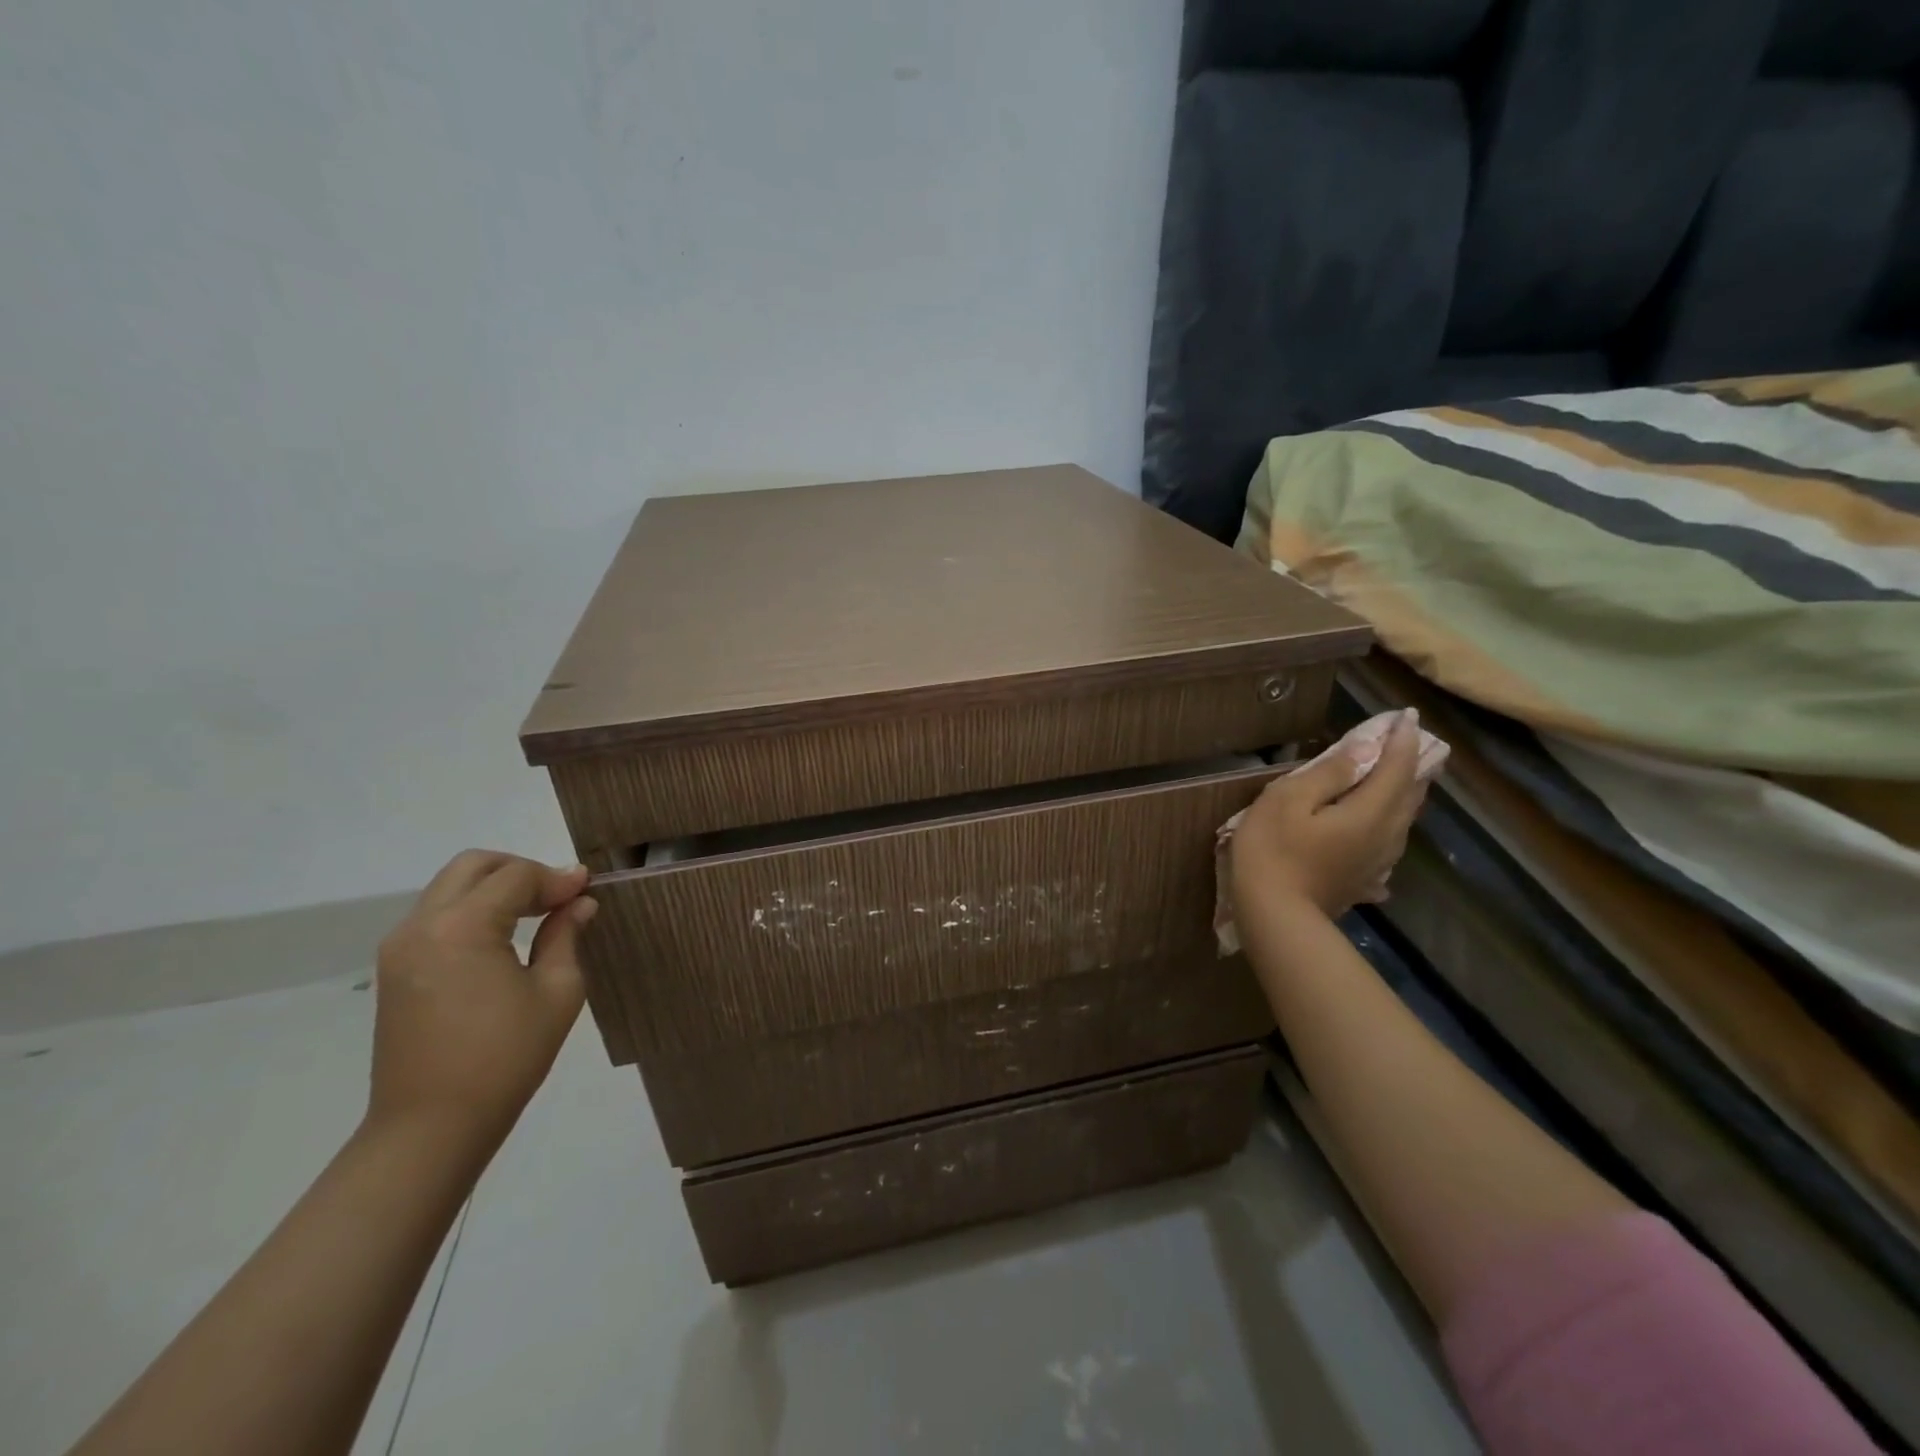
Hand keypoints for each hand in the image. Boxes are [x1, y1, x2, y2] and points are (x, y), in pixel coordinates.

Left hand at [368, 851, 596, 1150]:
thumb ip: (565, 936)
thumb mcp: (557, 992)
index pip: (515, 877)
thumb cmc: (505, 1059)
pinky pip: (437, 915)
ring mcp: (401, 947)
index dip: (557, 878)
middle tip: (558, 896)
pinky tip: (504, 936)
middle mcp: (421, 926)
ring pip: (451, 886)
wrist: (430, 1128)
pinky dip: (473, 909)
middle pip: (474, 866)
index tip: (588, 890)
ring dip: (496, 888)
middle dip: (521, 869)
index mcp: (461, 928)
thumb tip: (579, 903)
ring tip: (537, 914)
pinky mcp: (395, 969)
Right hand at [1231, 711, 1428, 918]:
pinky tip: (1383, 832)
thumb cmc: (1273, 851)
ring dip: (1406, 794)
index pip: (1396, 766)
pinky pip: (1387, 845)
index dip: (1403, 739)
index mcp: (1369, 811)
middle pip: (1409, 794)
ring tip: (1404, 777)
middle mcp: (1385, 835)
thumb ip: (1329, 773)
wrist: (1275, 916)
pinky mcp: (1363, 881)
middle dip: (1413, 764)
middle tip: (1413, 742)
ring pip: (1403, 821)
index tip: (1408, 715)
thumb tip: (1364, 750)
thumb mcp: (1288, 800)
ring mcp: (1377, 862)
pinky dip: (1391, 826)